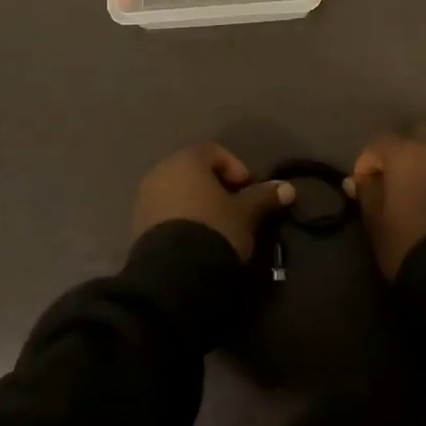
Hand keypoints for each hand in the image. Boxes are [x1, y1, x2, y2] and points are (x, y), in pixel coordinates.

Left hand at [131, 143, 294, 260]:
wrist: (174, 274)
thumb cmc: (214, 230)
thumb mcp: (246, 214)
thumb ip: (264, 197)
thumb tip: (288, 188)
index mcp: (186, 160)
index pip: (214, 152)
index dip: (236, 168)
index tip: (249, 191)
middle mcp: (160, 171)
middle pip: (193, 171)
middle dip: (216, 186)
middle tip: (235, 209)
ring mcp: (145, 198)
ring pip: (178, 192)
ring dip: (198, 203)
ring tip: (217, 227)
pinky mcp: (137, 224)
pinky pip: (165, 212)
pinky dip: (182, 218)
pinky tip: (196, 239)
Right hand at [346, 125, 425, 278]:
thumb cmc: (410, 247)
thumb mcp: (377, 224)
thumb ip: (367, 194)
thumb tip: (357, 180)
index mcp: (407, 153)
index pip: (380, 142)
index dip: (369, 161)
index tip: (365, 185)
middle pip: (420, 133)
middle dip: (406, 150)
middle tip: (400, 179)